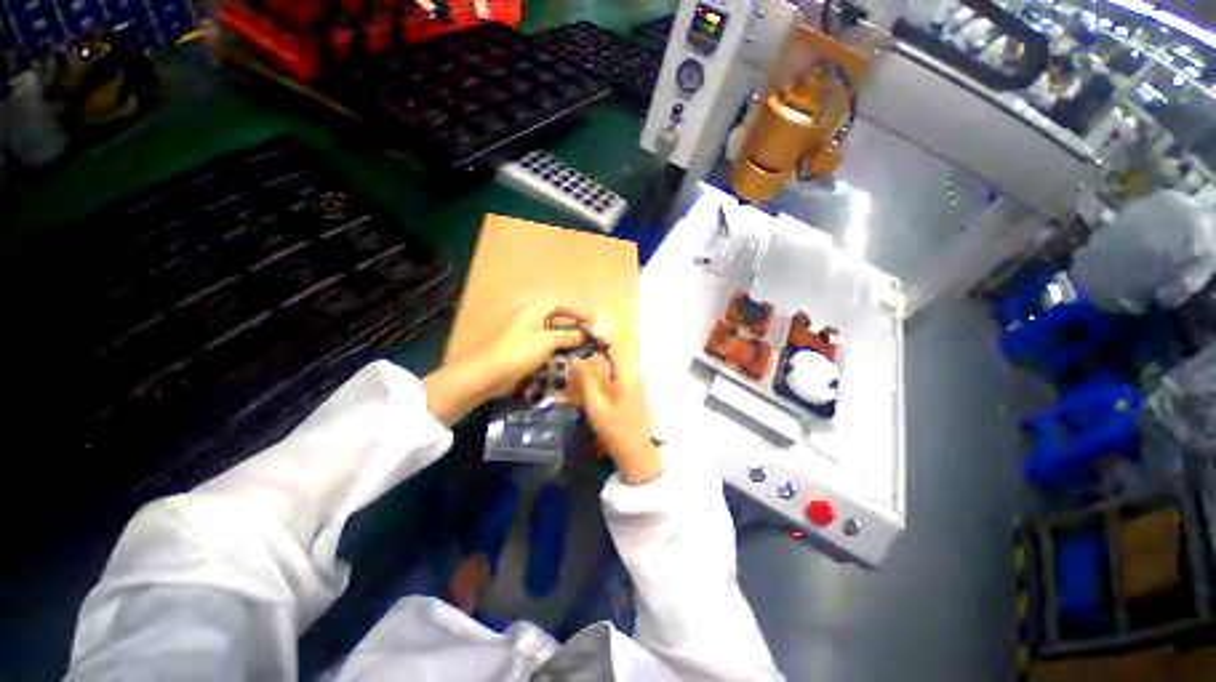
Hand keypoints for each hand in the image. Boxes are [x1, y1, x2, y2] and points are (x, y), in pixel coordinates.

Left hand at [477, 298, 593, 397]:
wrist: (489, 374)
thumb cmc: (519, 352)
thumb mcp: (546, 342)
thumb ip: (566, 336)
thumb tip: (581, 335)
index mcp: (533, 310)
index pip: (559, 304)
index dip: (577, 310)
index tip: (592, 320)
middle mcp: (529, 318)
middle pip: (555, 315)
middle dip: (573, 322)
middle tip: (589, 331)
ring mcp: (525, 333)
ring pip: (551, 330)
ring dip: (566, 335)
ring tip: (581, 343)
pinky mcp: (523, 348)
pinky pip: (545, 343)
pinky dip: (557, 346)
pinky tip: (566, 355)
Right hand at [571, 339, 661, 485]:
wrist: (634, 449)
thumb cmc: (614, 427)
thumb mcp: (596, 403)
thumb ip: (586, 379)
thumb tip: (575, 358)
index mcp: (628, 373)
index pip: (616, 346)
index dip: (600, 336)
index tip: (583, 331)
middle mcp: (635, 372)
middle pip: (618, 350)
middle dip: (599, 343)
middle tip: (579, 342)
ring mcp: (636, 380)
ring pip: (619, 359)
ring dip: (603, 353)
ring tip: (583, 352)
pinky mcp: (633, 388)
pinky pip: (620, 369)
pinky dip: (607, 364)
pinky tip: (594, 370)